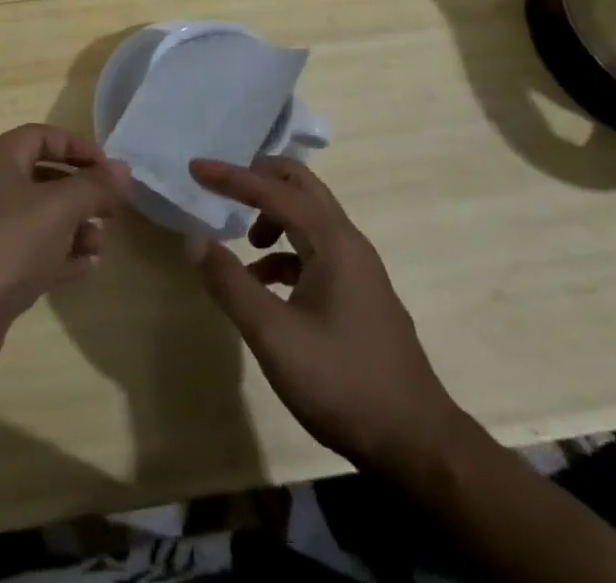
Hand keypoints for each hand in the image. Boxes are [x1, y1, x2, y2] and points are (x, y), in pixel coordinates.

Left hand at [0, 125, 130, 381]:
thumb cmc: (6, 243)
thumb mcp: (58, 207)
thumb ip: (94, 186)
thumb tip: (123, 168)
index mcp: (0, 159)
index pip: (44, 137)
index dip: (80, 147)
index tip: (112, 169)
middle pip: (45, 177)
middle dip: (82, 191)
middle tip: (113, 209)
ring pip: (42, 218)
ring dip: (75, 226)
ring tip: (101, 242)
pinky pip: (35, 252)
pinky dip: (62, 255)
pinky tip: (89, 266)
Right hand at [190, 156, 460, 474]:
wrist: (419, 447)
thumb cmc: (342, 383)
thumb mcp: (273, 335)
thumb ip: (231, 283)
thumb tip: (196, 240)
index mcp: (332, 241)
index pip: (273, 191)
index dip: (231, 177)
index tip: (195, 168)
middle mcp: (349, 243)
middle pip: (301, 186)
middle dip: (260, 177)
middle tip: (223, 184)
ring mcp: (359, 270)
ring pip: (310, 218)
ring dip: (273, 215)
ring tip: (242, 243)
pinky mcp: (361, 296)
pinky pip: (316, 250)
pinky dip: (286, 252)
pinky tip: (265, 286)